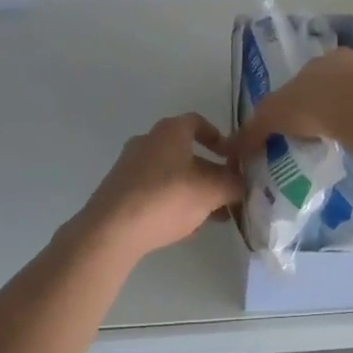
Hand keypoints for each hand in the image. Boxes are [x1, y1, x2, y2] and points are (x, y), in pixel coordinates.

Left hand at [69, 113, 243, 262]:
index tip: (231, 157)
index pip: (198, 122)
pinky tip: (185, 228)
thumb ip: (232, 184)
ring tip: (211, 217)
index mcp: (170, 131)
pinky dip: (172, 203)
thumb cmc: (166, 198)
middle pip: (185, 152)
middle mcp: (147, 142)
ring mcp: (130, 166)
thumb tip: (241, 184)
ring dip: (193, 191)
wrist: (111, 230)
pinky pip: (154, 192)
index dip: (218, 137)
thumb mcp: (211, 191)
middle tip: (226, 193)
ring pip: (170, 175)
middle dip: (209, 173)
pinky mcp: (119, 191)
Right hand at [226, 49, 352, 164]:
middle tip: (324, 116)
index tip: (308, 98)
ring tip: (338, 134)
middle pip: (341, 75)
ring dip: (350, 108)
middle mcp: (345, 67)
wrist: (352, 113)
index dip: (313, 79)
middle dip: (334, 91)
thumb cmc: (308, 105)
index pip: (318, 64)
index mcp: (318, 64)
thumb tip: (233, 148)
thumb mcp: (270, 117)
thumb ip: (253, 131)